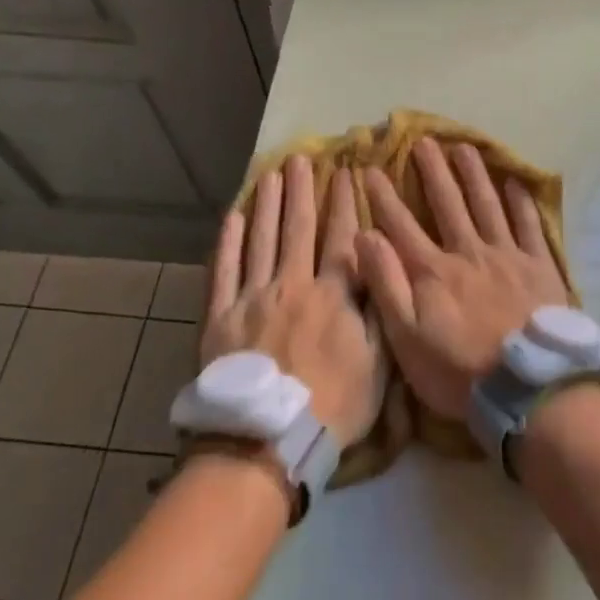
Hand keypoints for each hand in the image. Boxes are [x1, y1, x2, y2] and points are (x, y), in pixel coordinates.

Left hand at [204, 154, 382, 444]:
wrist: (268, 440)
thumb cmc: (333, 405)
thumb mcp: (377, 363)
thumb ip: (378, 309)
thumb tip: (379, 263)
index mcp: (333, 295)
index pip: (342, 238)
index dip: (344, 203)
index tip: (345, 172)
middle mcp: (292, 285)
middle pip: (297, 229)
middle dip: (301, 191)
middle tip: (300, 159)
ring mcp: (252, 298)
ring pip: (260, 241)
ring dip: (266, 205)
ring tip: (269, 175)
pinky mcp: (220, 317)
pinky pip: (223, 272)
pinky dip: (227, 244)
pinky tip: (232, 218)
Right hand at [356, 139, 569, 419]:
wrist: (528, 386)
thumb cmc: (459, 370)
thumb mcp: (407, 337)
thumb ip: (385, 284)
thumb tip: (364, 236)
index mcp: (433, 271)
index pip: (401, 225)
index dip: (384, 197)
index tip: (371, 169)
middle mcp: (468, 252)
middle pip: (448, 203)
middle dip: (433, 171)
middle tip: (423, 140)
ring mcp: (507, 255)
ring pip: (487, 204)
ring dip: (473, 174)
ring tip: (463, 147)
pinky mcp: (539, 266)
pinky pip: (529, 226)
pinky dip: (521, 202)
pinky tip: (515, 182)